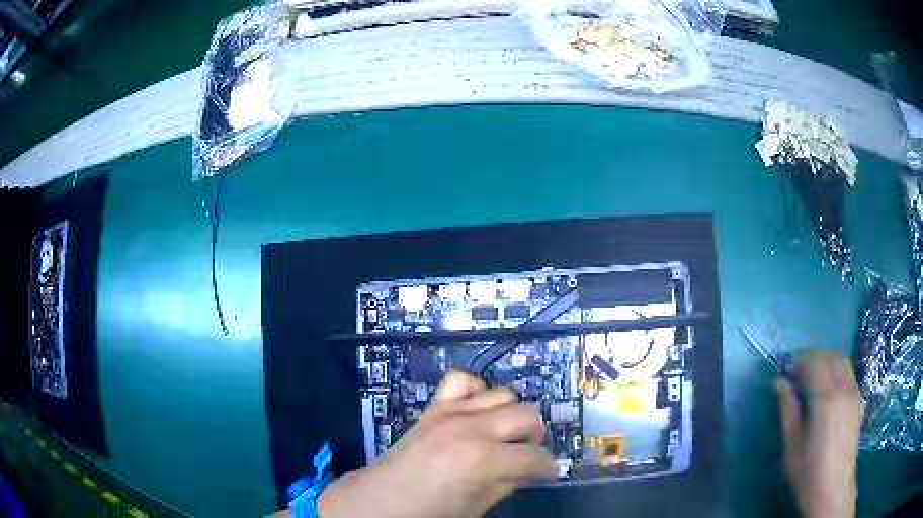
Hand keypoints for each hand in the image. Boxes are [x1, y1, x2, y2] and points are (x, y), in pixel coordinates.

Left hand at [318, 371, 556, 517]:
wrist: (380, 499)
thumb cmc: (428, 512)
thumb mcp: (475, 507)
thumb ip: (507, 484)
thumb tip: (529, 470)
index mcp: (483, 459)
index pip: (534, 456)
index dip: (546, 466)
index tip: (548, 472)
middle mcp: (471, 428)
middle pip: (526, 415)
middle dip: (534, 436)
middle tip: (528, 454)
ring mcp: (451, 412)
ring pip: (503, 395)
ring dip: (511, 415)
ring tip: (505, 435)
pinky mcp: (434, 406)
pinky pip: (462, 381)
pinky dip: (476, 391)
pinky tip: (478, 410)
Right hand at [775, 350, 862, 517]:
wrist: (833, 490)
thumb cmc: (808, 473)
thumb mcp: (792, 445)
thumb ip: (788, 410)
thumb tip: (778, 382)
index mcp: (826, 399)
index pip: (814, 364)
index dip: (799, 360)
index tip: (785, 367)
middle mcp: (844, 389)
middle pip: (831, 356)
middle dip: (814, 356)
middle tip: (797, 368)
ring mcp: (855, 393)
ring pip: (843, 361)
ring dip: (827, 360)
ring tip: (812, 375)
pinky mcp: (859, 401)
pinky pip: (849, 374)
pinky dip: (837, 370)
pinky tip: (828, 388)